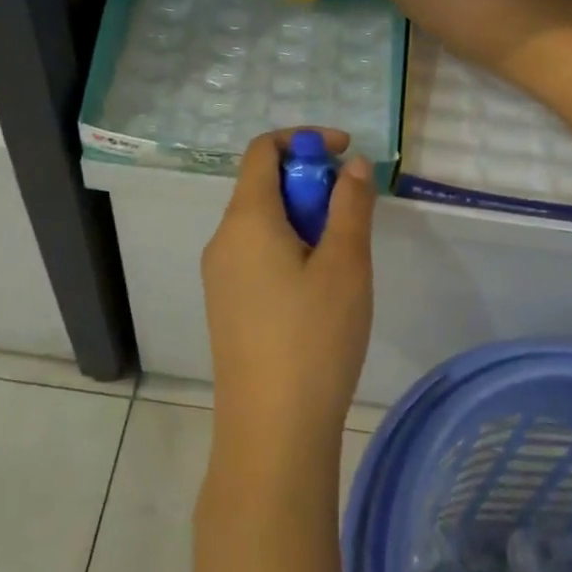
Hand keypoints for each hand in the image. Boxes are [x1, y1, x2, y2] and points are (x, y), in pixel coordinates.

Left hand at [202, 130, 376, 466]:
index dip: (304, 139)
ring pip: (262, 221)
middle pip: (262, 184)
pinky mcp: (226, 305)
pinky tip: (318, 287)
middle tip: (351, 213)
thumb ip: (350, 205)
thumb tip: (351, 164)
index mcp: (246, 219)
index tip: (346, 153)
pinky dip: (288, 245)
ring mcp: (219, 275)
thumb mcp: (345, 264)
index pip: (263, 149)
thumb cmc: (313, 339)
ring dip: (303, 217)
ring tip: (341, 255)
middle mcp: (222, 239)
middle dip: (310, 182)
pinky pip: (256, 252)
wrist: (271, 433)